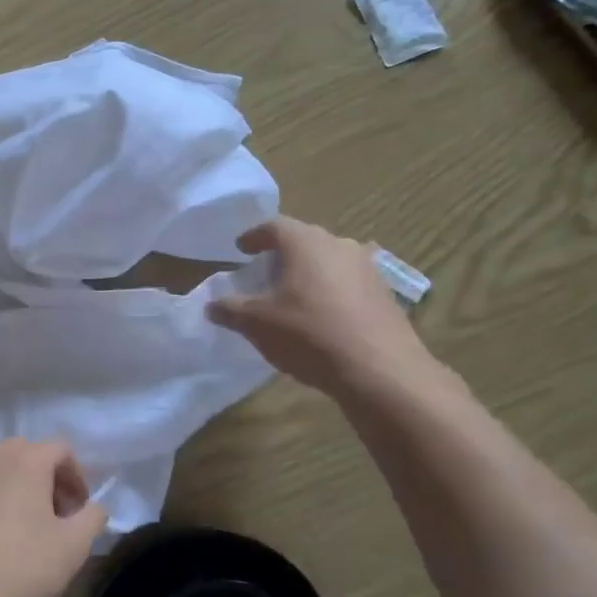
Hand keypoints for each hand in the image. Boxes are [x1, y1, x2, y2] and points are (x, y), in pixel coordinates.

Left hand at [0, 439, 104, 596]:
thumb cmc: (21, 567)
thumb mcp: (74, 547)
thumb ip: (93, 517)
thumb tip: (93, 507)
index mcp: (25, 460)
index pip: (61, 449)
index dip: (78, 476)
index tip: (80, 510)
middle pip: (28, 454)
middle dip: (48, 478)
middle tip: (57, 515)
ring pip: (0, 470)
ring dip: (19, 488)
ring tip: (26, 528)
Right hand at [207, 217, 432, 398]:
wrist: (379, 370)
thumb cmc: (308, 335)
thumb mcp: (257, 324)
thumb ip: (231, 310)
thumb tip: (211, 305)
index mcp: (304, 242)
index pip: (273, 226)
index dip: (254, 236)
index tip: (241, 249)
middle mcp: (338, 244)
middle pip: (305, 239)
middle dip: (283, 253)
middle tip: (266, 270)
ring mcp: (367, 267)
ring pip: (331, 259)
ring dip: (311, 270)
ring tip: (295, 292)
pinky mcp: (385, 293)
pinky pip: (350, 281)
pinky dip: (333, 289)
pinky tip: (326, 312)